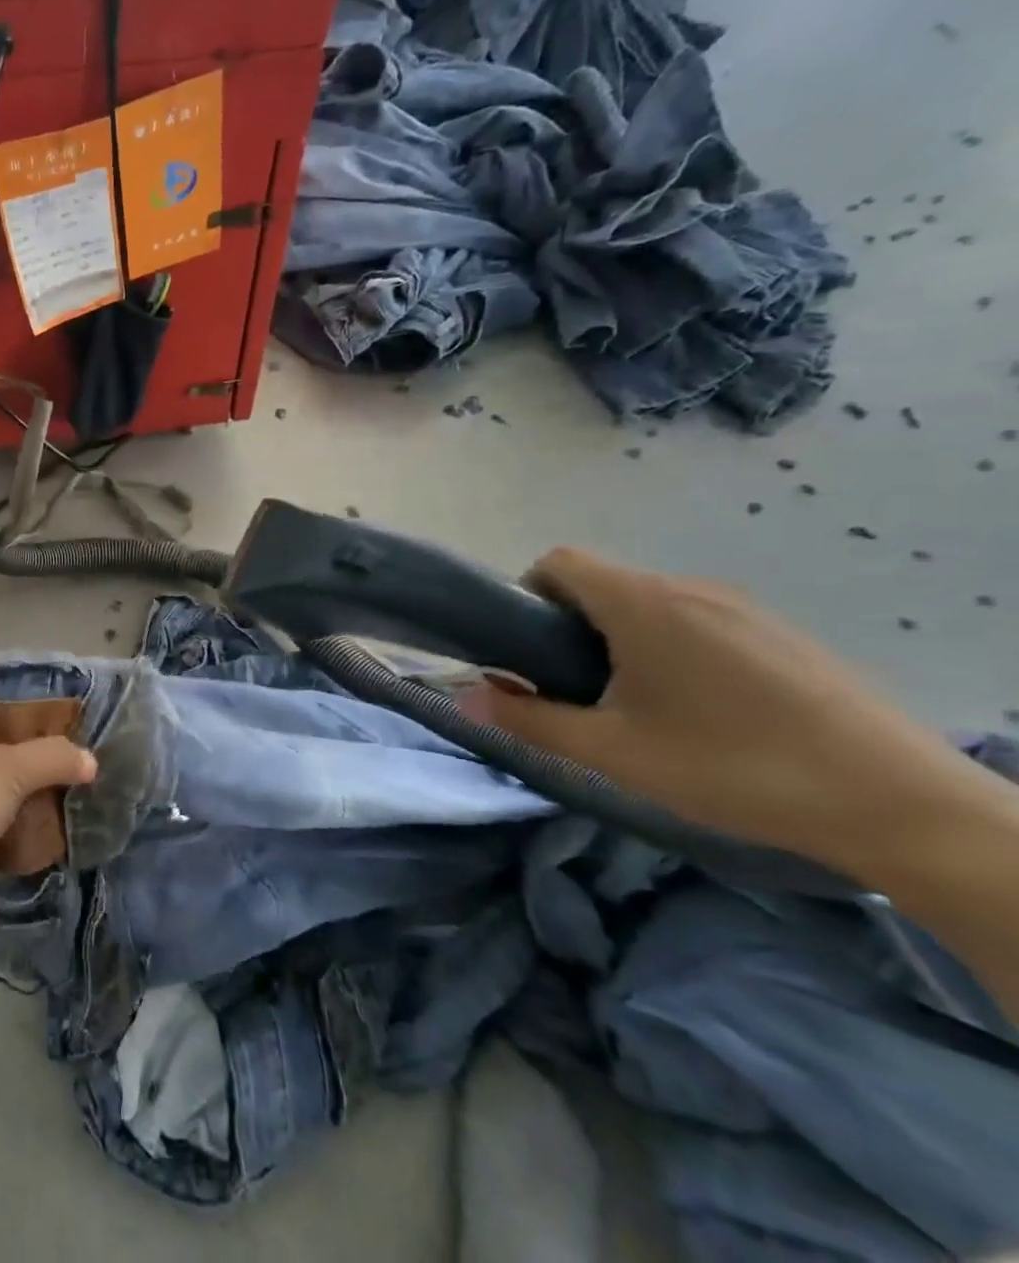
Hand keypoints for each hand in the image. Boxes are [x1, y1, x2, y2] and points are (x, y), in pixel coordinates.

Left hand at [0, 707, 95, 951]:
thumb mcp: (5, 768)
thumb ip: (52, 758)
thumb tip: (91, 761)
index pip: (4, 707)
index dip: (42, 710)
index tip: (84, 717)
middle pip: (16, 755)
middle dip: (54, 761)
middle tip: (101, 761)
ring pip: (18, 798)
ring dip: (50, 802)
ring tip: (101, 797)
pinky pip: (17, 838)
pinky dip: (41, 838)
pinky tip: (80, 835)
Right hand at [463, 548, 993, 874]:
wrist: (901, 806)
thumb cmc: (732, 767)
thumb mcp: (612, 752)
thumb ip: (529, 721)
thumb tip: (466, 700)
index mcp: (643, 604)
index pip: (559, 561)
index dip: (528, 594)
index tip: (530, 649)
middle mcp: (691, 589)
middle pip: (604, 584)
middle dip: (572, 627)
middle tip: (579, 690)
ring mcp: (745, 608)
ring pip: (652, 604)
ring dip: (623, 639)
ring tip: (640, 707)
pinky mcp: (784, 635)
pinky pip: (701, 621)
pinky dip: (674, 648)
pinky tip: (704, 712)